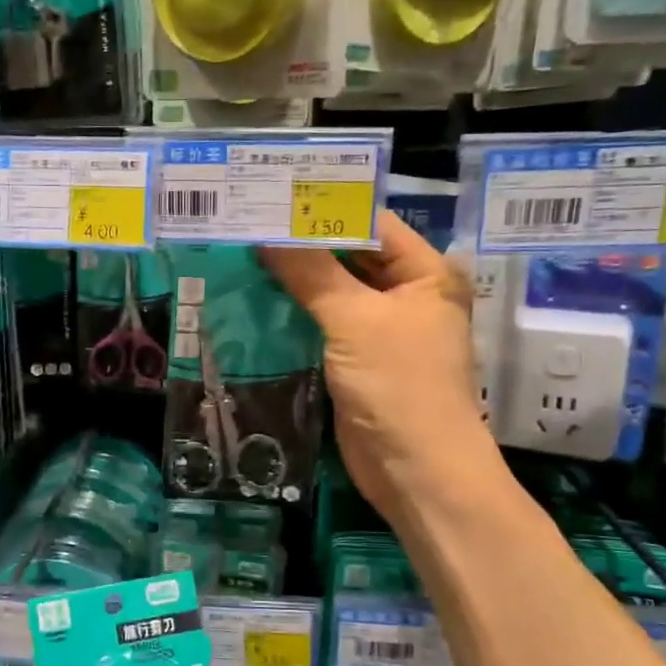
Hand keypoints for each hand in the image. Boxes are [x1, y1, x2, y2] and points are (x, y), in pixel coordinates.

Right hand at [260, 213, 493, 530]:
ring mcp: (380, 332)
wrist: (414, 469)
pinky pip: (322, 328)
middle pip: (349, 258)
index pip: (371, 224)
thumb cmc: (398, 383)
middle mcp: (406, 296)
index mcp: (425, 274)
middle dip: (303, 246)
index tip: (273, 196)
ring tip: (241, 255)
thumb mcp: (354, 319)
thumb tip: (266, 231)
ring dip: (293, 282)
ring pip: (331, 294)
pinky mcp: (356, 362)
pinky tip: (253, 301)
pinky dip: (294, 316)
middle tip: (248, 225)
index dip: (324, 210)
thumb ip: (311, 272)